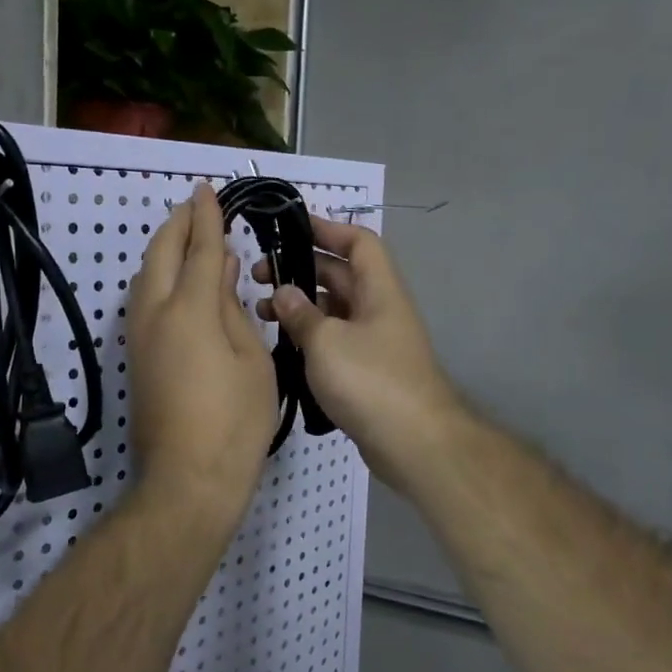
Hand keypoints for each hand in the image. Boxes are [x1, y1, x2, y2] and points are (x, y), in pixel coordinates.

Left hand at [125, 183, 277, 539]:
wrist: (188, 478)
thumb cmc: (235, 420)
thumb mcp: (252, 360)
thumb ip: (234, 308)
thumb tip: (223, 271)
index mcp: (190, 310)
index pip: (200, 249)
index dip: (206, 217)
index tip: (207, 190)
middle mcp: (155, 314)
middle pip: (161, 254)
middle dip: (177, 225)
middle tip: (194, 206)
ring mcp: (139, 336)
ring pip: (144, 276)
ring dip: (164, 249)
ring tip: (186, 238)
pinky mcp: (135, 357)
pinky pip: (143, 300)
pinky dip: (158, 277)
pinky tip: (177, 281)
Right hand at [257, 217, 462, 495]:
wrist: (413, 443)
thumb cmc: (370, 380)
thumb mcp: (326, 341)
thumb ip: (300, 313)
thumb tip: (283, 292)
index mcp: (379, 289)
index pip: (358, 242)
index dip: (326, 229)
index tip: (288, 229)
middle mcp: (379, 309)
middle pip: (340, 275)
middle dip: (300, 268)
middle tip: (257, 276)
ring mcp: (374, 341)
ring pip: (333, 309)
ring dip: (300, 305)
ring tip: (261, 312)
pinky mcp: (366, 370)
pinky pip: (334, 339)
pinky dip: (309, 336)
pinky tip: (281, 345)